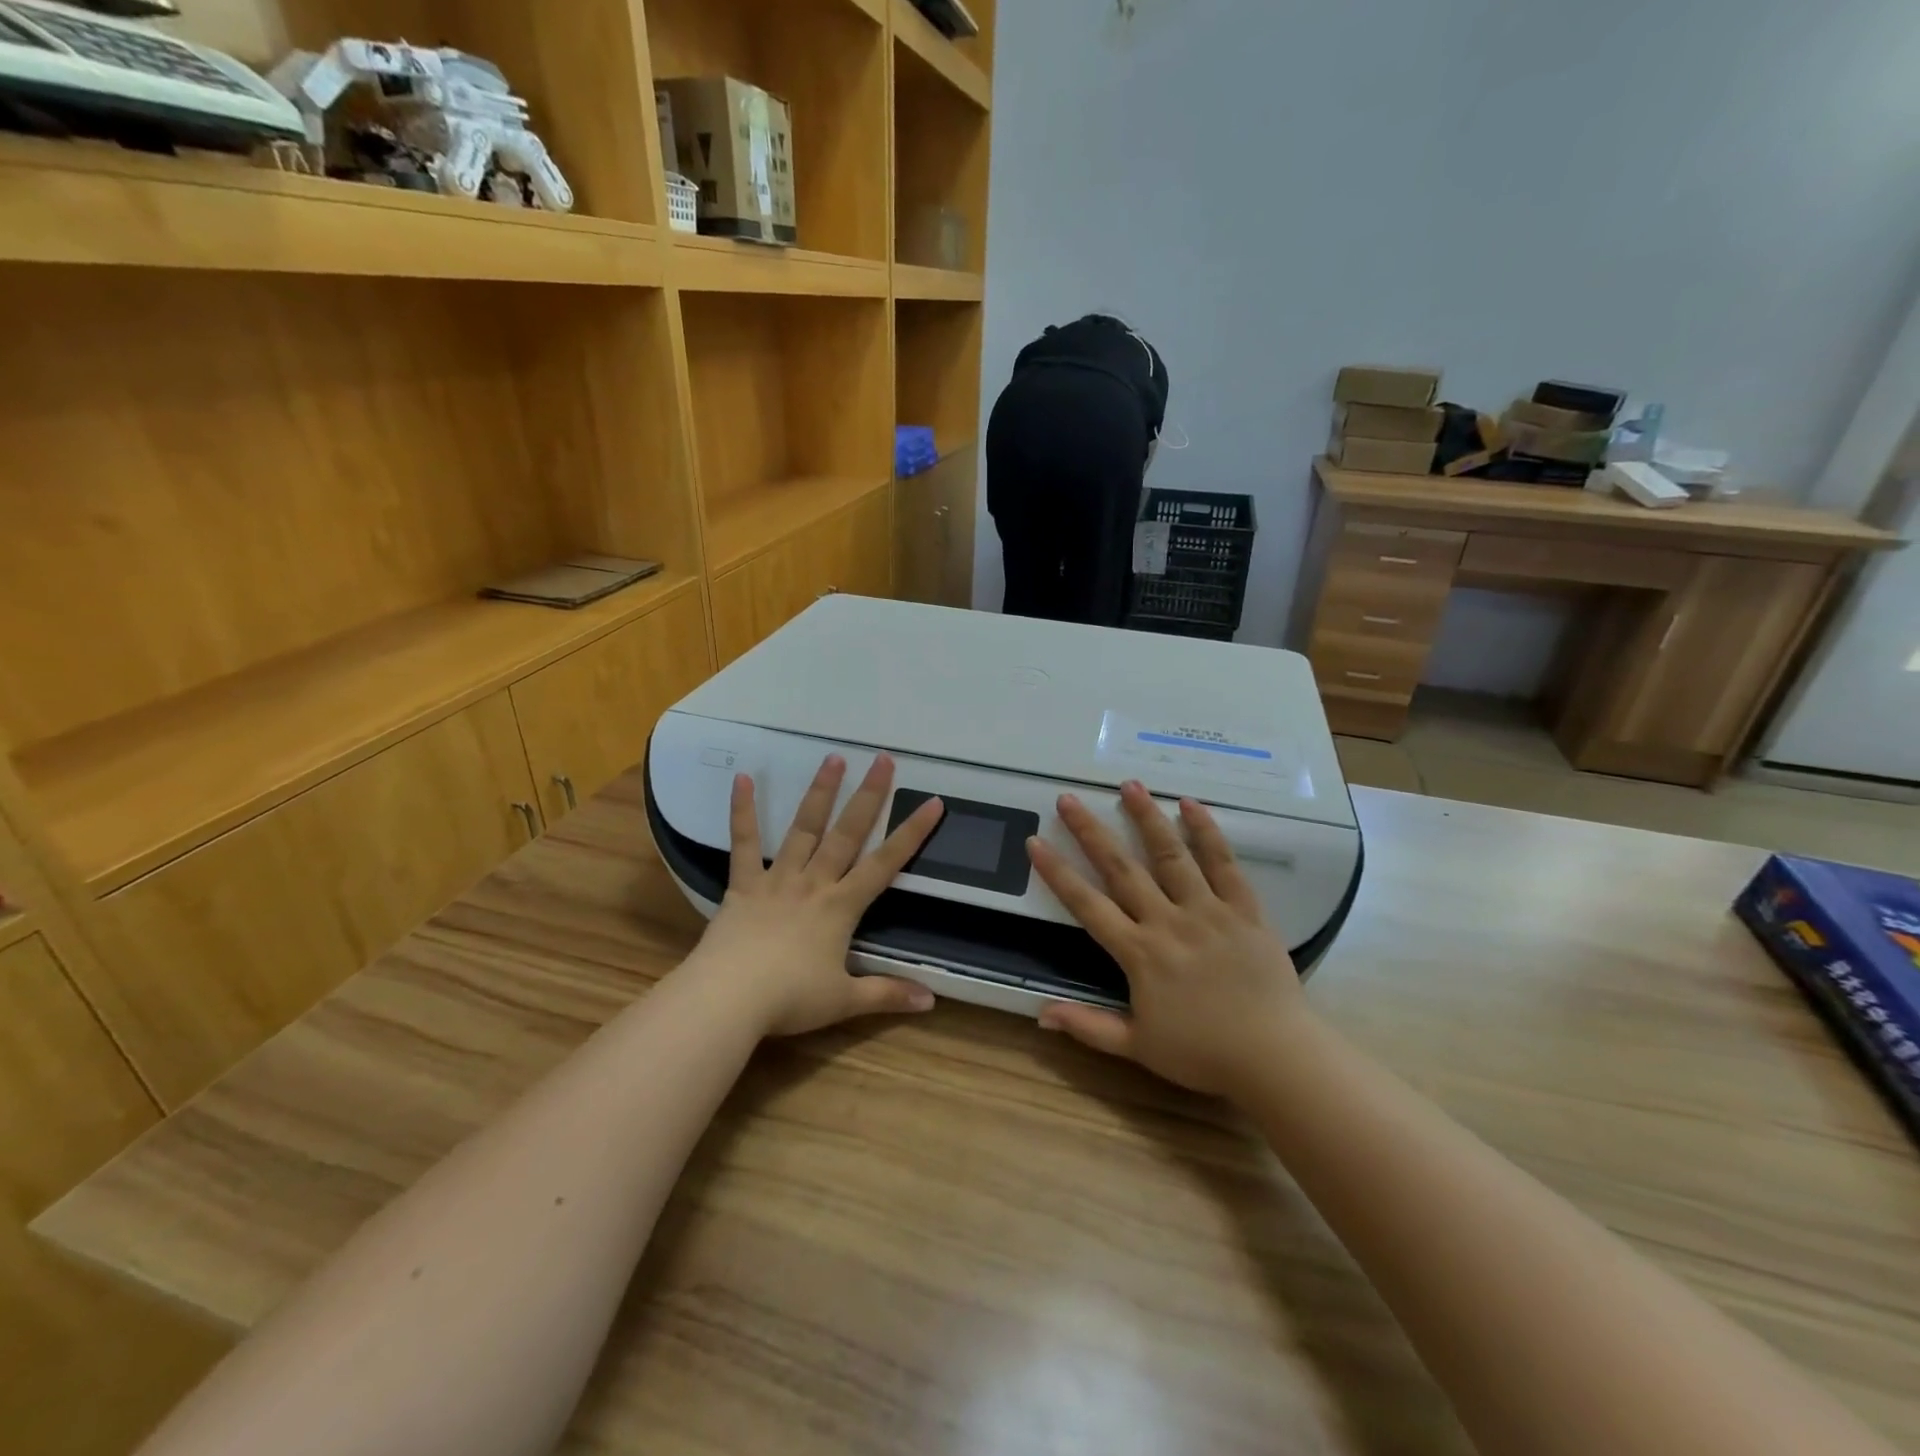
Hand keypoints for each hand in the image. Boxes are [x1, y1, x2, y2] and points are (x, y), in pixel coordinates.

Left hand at [686, 753, 944, 1037]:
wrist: (728, 1000)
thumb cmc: (789, 1000)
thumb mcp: (844, 1001)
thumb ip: (887, 995)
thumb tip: (931, 1001)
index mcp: (841, 907)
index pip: (885, 864)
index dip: (911, 833)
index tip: (932, 803)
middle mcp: (814, 883)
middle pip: (847, 833)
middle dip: (869, 795)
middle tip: (883, 759)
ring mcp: (777, 879)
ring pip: (803, 829)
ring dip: (820, 792)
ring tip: (833, 758)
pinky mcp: (743, 885)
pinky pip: (743, 844)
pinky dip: (742, 811)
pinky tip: (742, 778)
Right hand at [1027, 781, 1307, 1098]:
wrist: (1275, 1057)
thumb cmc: (1203, 1054)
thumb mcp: (1138, 1047)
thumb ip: (1089, 1026)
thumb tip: (1040, 1013)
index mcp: (1139, 953)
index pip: (1087, 904)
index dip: (1057, 873)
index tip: (1035, 841)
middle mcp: (1167, 921)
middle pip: (1122, 868)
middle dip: (1091, 831)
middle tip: (1069, 799)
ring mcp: (1207, 910)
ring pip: (1171, 855)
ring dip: (1147, 818)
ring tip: (1129, 785)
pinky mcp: (1244, 909)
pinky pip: (1224, 864)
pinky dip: (1208, 833)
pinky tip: (1192, 805)